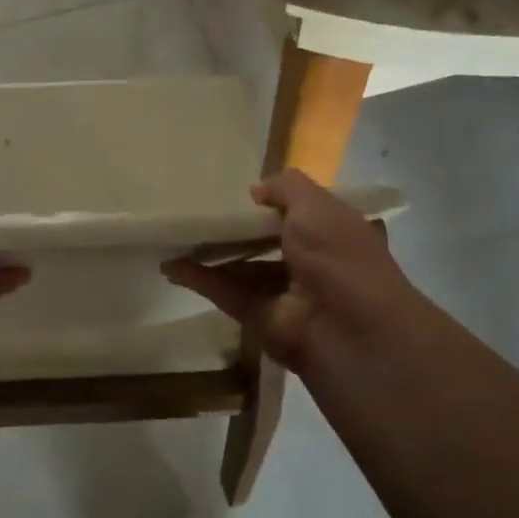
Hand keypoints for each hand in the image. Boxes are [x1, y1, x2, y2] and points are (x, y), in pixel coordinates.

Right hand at [162, 169, 429, 379]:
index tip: (246, 192)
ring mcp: (287, 294)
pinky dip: (200, 279)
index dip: (279, 202)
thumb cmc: (338, 255)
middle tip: (202, 210)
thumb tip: (256, 190)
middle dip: (240, 229)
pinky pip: (227, 293)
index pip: (307, 214)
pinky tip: (171, 265)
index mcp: (337, 234)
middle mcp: (315, 264)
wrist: (347, 329)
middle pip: (270, 242)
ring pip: (245, 269)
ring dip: (214, 254)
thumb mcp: (317, 205)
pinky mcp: (260, 319)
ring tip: (178, 235)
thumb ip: (285, 188)